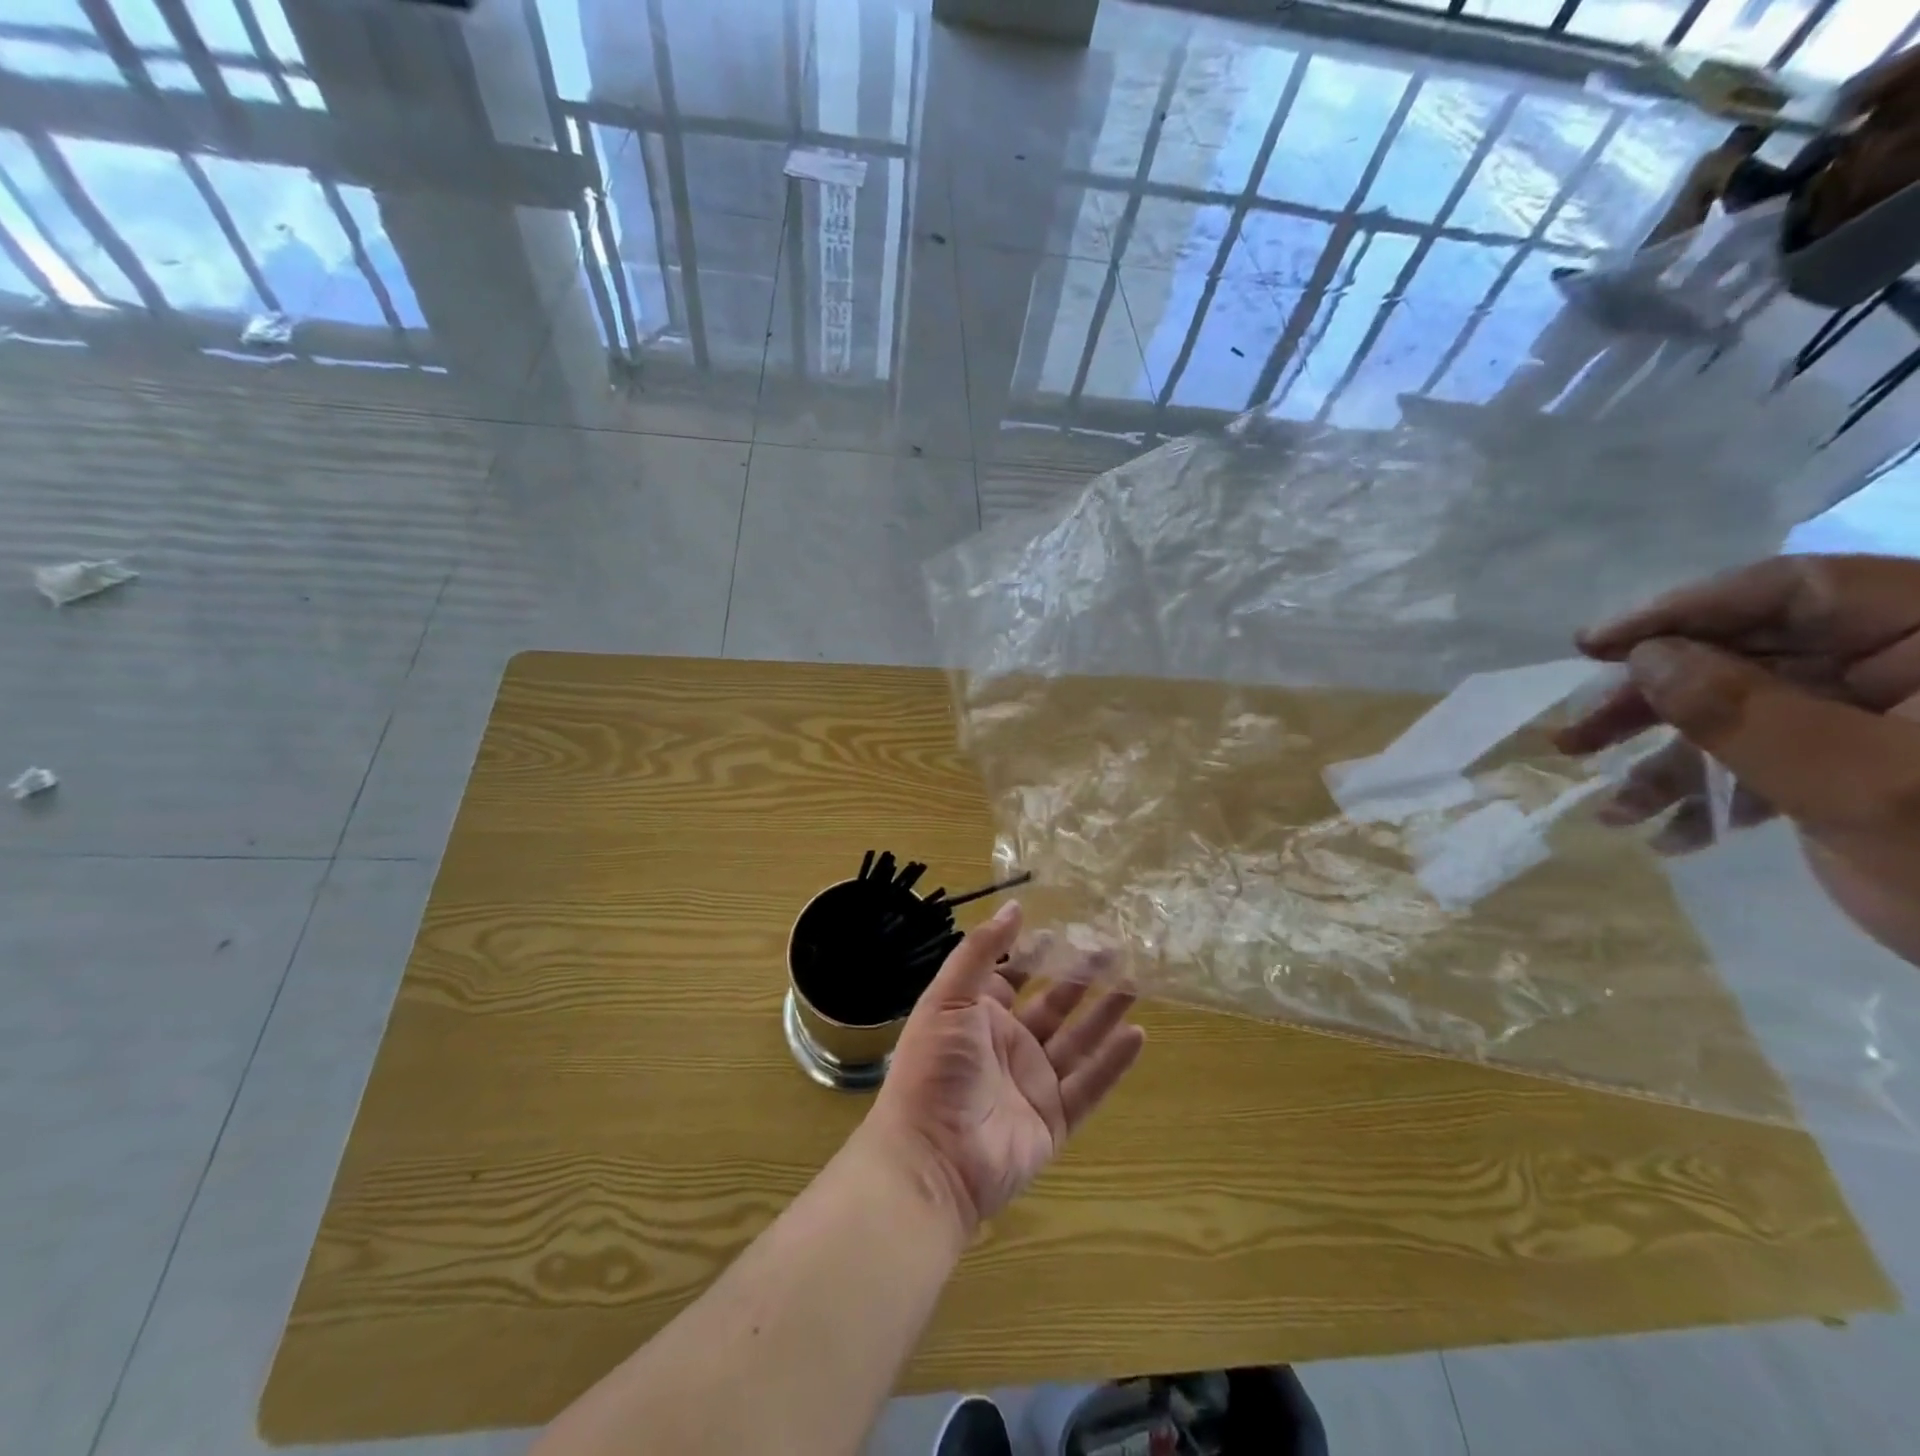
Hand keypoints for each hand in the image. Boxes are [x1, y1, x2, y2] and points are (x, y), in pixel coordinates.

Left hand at [861, 901, 1144, 1237]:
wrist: (932, 1158)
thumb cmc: (934, 1067)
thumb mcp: (948, 998)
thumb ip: (981, 951)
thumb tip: (1014, 907)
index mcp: (977, 1016)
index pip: (1012, 976)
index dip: (1036, 954)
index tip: (1066, 928)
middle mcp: (1007, 1045)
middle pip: (1053, 1004)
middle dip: (1081, 977)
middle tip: (1115, 948)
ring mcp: (1032, 1083)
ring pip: (1078, 1041)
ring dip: (1105, 1012)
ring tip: (1135, 982)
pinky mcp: (1054, 1120)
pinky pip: (1090, 1086)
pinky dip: (1113, 1063)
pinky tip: (1137, 1035)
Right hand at [1556, 553, 1919, 963]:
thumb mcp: (1859, 786)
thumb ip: (1743, 711)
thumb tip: (1644, 657)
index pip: (1794, 589)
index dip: (1681, 611)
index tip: (1591, 646)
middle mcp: (1916, 660)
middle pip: (1753, 652)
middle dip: (1656, 700)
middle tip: (1577, 733)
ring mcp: (1891, 715)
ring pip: (1747, 708)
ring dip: (1670, 759)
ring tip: (1612, 807)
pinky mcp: (1869, 762)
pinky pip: (1772, 757)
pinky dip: (1715, 794)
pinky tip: (1672, 835)